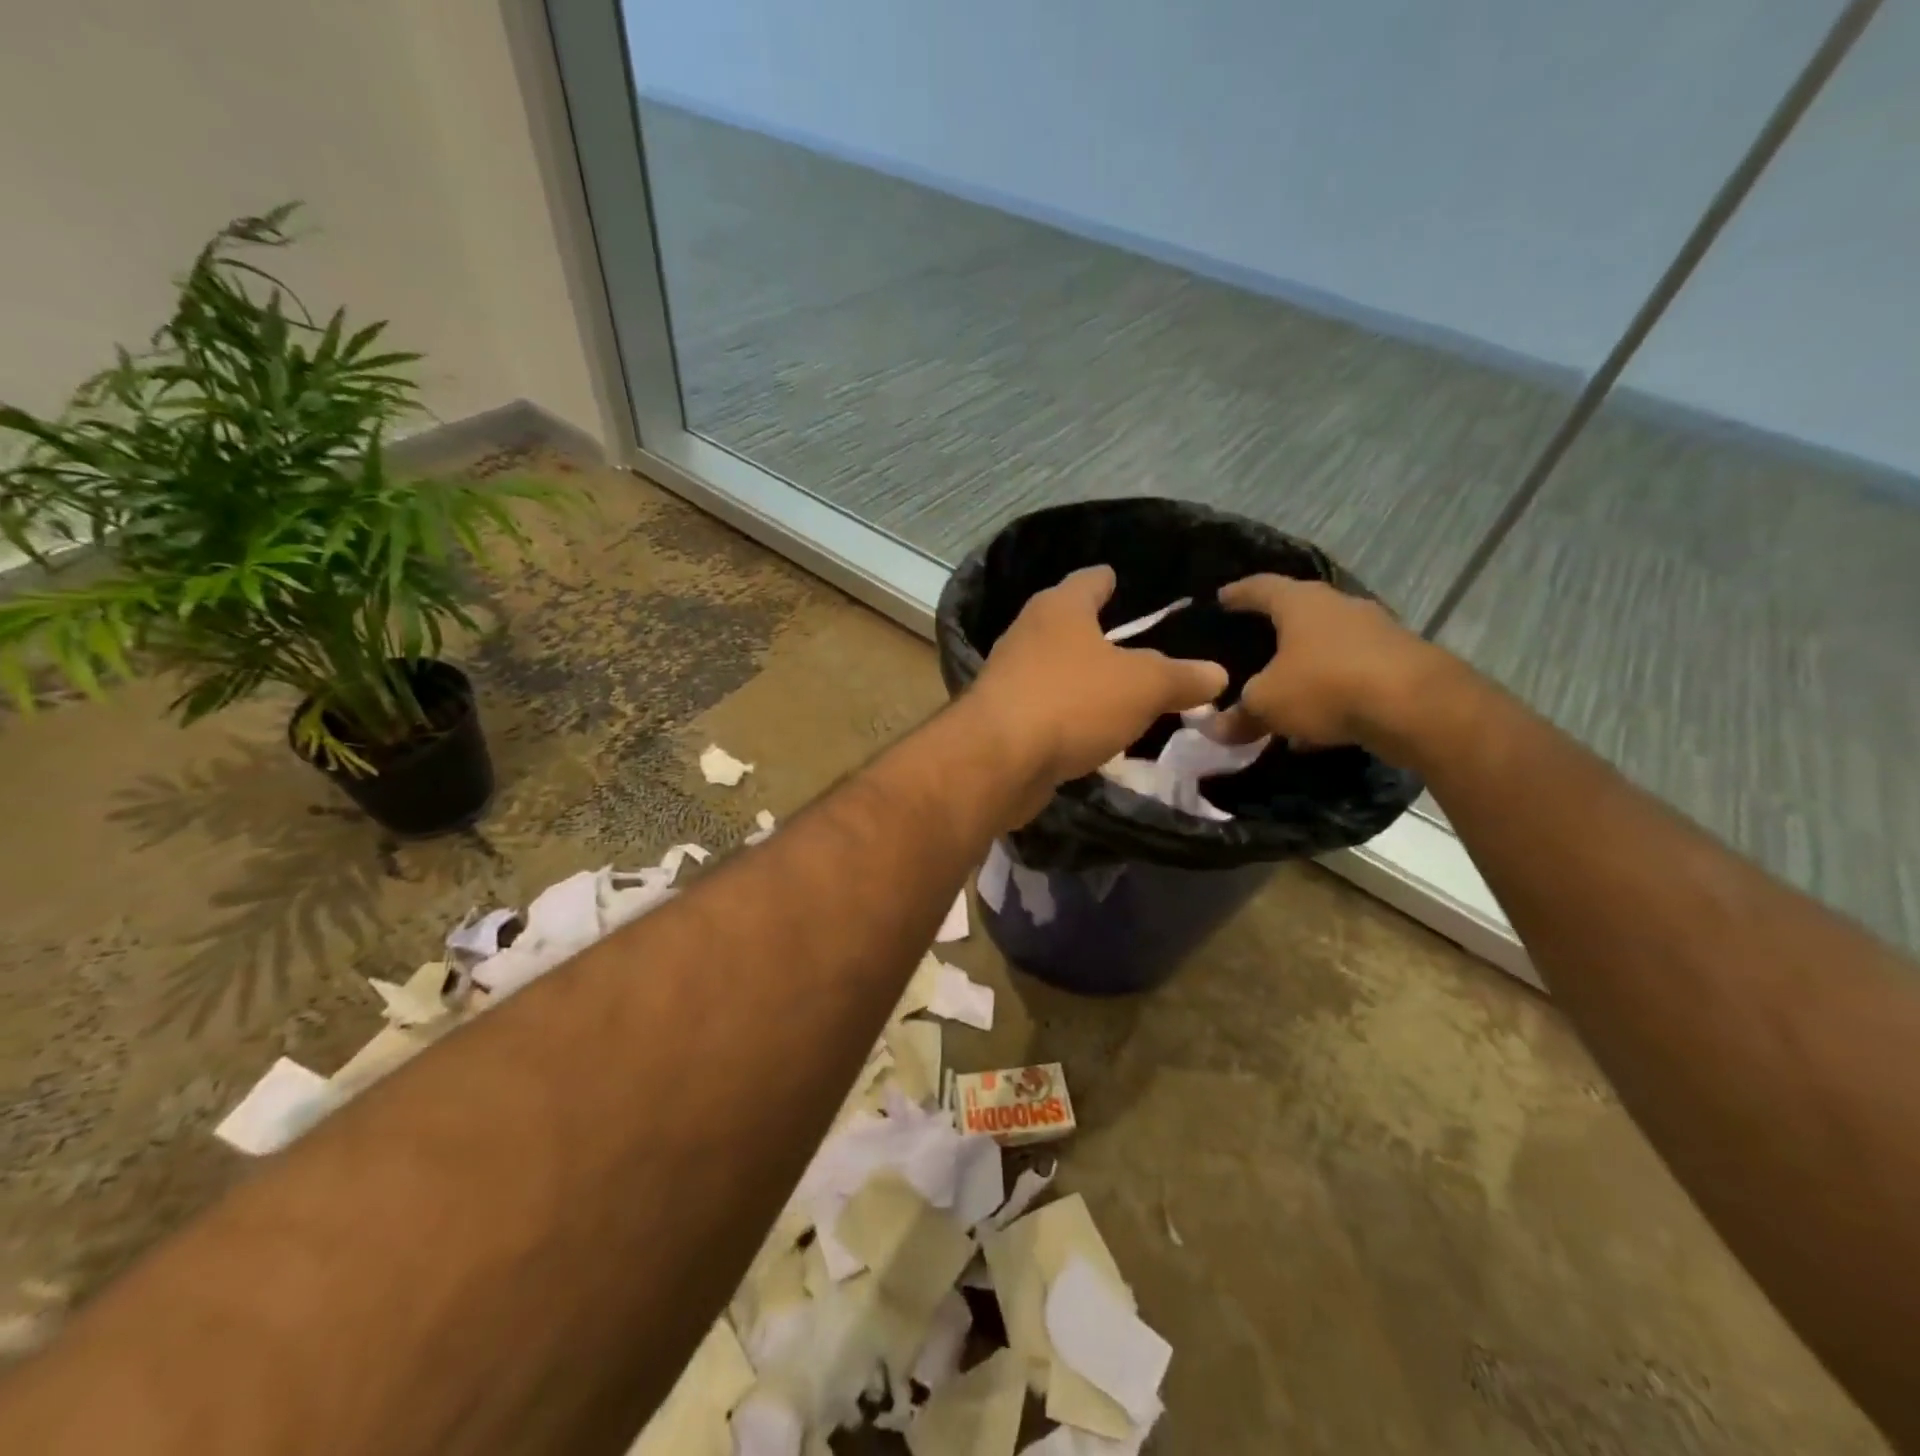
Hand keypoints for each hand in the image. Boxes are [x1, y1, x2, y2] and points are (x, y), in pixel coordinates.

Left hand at [969, 566, 1227, 813]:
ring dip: (1082, 679)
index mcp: (1059, 608)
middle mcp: (1028, 634)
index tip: (1121, 581)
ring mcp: (1009, 677)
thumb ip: (1181, 677)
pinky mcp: (1002, 718)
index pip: (1089, 580)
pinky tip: (1090, 730)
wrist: (999, 760)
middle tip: (1135, 644)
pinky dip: (1068, 715)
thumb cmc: (1073, 701)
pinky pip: (1046, 708)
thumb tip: (1216, 674)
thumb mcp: (1144, 686)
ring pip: (1056, 669)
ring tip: (1118, 689)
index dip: (1109, 580)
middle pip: (1068, 624)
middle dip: (1096, 633)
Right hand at [1212, 575, 1444, 753]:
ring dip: (1306, 666)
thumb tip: (1215, 729)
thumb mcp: (1267, 704)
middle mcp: (1340, 607)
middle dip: (1276, 629)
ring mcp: (1377, 632)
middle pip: (1300, 612)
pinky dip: (1332, 692)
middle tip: (1252, 643)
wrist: (1419, 708)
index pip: (1261, 587)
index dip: (1238, 593)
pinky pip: (1352, 674)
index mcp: (1301, 603)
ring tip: (1284, 690)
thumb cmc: (1326, 686)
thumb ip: (1239, 715)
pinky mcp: (1401, 663)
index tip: (1221, 597)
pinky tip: (1318, 723)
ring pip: (1329, 646)